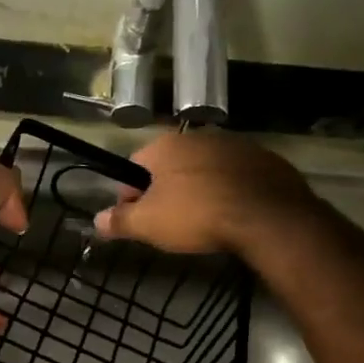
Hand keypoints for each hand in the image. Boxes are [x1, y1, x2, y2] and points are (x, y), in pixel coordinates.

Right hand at [93, 130, 313, 256]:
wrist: (267, 216)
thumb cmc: (197, 216)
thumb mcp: (148, 224)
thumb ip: (119, 221)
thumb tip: (96, 221)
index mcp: (164, 146)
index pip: (134, 167)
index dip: (131, 196)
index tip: (138, 221)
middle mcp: (198, 137)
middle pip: (170, 166)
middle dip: (166, 192)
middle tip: (171, 225)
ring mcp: (235, 144)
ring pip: (204, 169)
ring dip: (199, 190)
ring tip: (205, 222)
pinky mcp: (265, 159)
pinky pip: (236, 175)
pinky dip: (230, 191)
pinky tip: (233, 214)